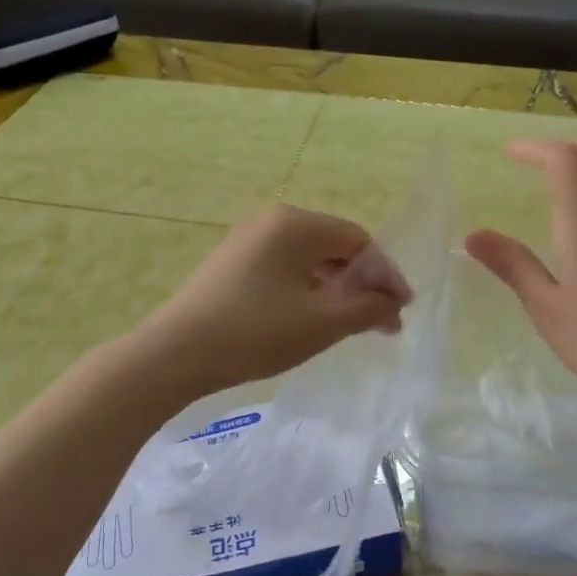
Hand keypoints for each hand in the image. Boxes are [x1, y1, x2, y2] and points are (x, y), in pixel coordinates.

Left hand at [139, 203, 410, 396]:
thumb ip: (368, 308)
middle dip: (361, 283)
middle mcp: (271, 221)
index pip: (358, 240)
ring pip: (308, 260)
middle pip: (333, 246)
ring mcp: (246, 241)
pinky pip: (283, 269)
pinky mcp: (231, 264)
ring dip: (334, 289)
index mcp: (295, 224)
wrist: (176, 354)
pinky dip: (306, 290)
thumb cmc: (256, 332)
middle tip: (379, 323)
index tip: (400, 312)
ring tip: (348, 325)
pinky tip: (309, 319)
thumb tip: (394, 304)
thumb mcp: (322, 323)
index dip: (385, 275)